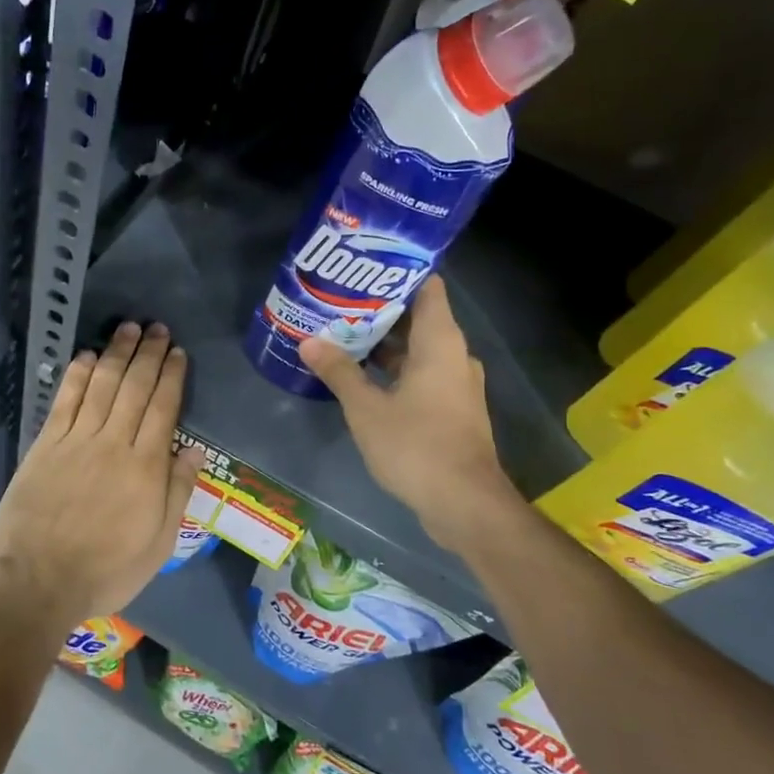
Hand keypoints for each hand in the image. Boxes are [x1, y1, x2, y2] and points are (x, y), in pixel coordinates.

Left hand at [0, 322, 203, 630]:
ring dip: (116, 353)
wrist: (37, 583)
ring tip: (129, 328)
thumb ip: (177, 493)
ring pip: (101, 385)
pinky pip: (64, 401)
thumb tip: (194, 450)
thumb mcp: (158, 545)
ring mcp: (76, 441)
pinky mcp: (45, 445)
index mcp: (146, 467)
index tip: (178, 352)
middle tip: (158, 328)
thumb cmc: (105, 571)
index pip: (163, 408)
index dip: (171, 376)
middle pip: (134, 388)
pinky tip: (86, 356)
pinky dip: (77, 375)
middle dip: (148, 354)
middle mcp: (113, 443)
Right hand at [300, 278, 517, 555]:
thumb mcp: (366, 408)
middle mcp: (454, 355)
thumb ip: (339, 372)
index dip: (398, 274)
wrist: (464, 503)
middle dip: (379, 312)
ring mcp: (456, 385)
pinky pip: (422, 376)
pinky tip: (361, 377)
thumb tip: (309, 342)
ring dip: (384, 345)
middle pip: (419, 318)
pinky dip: (394, 371)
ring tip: (342, 336)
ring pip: (418, 351)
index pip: (428, 287)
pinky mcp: (452, 410)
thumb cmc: (416, 445)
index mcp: (440, 342)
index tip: (363, 270)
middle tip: (338, 304)